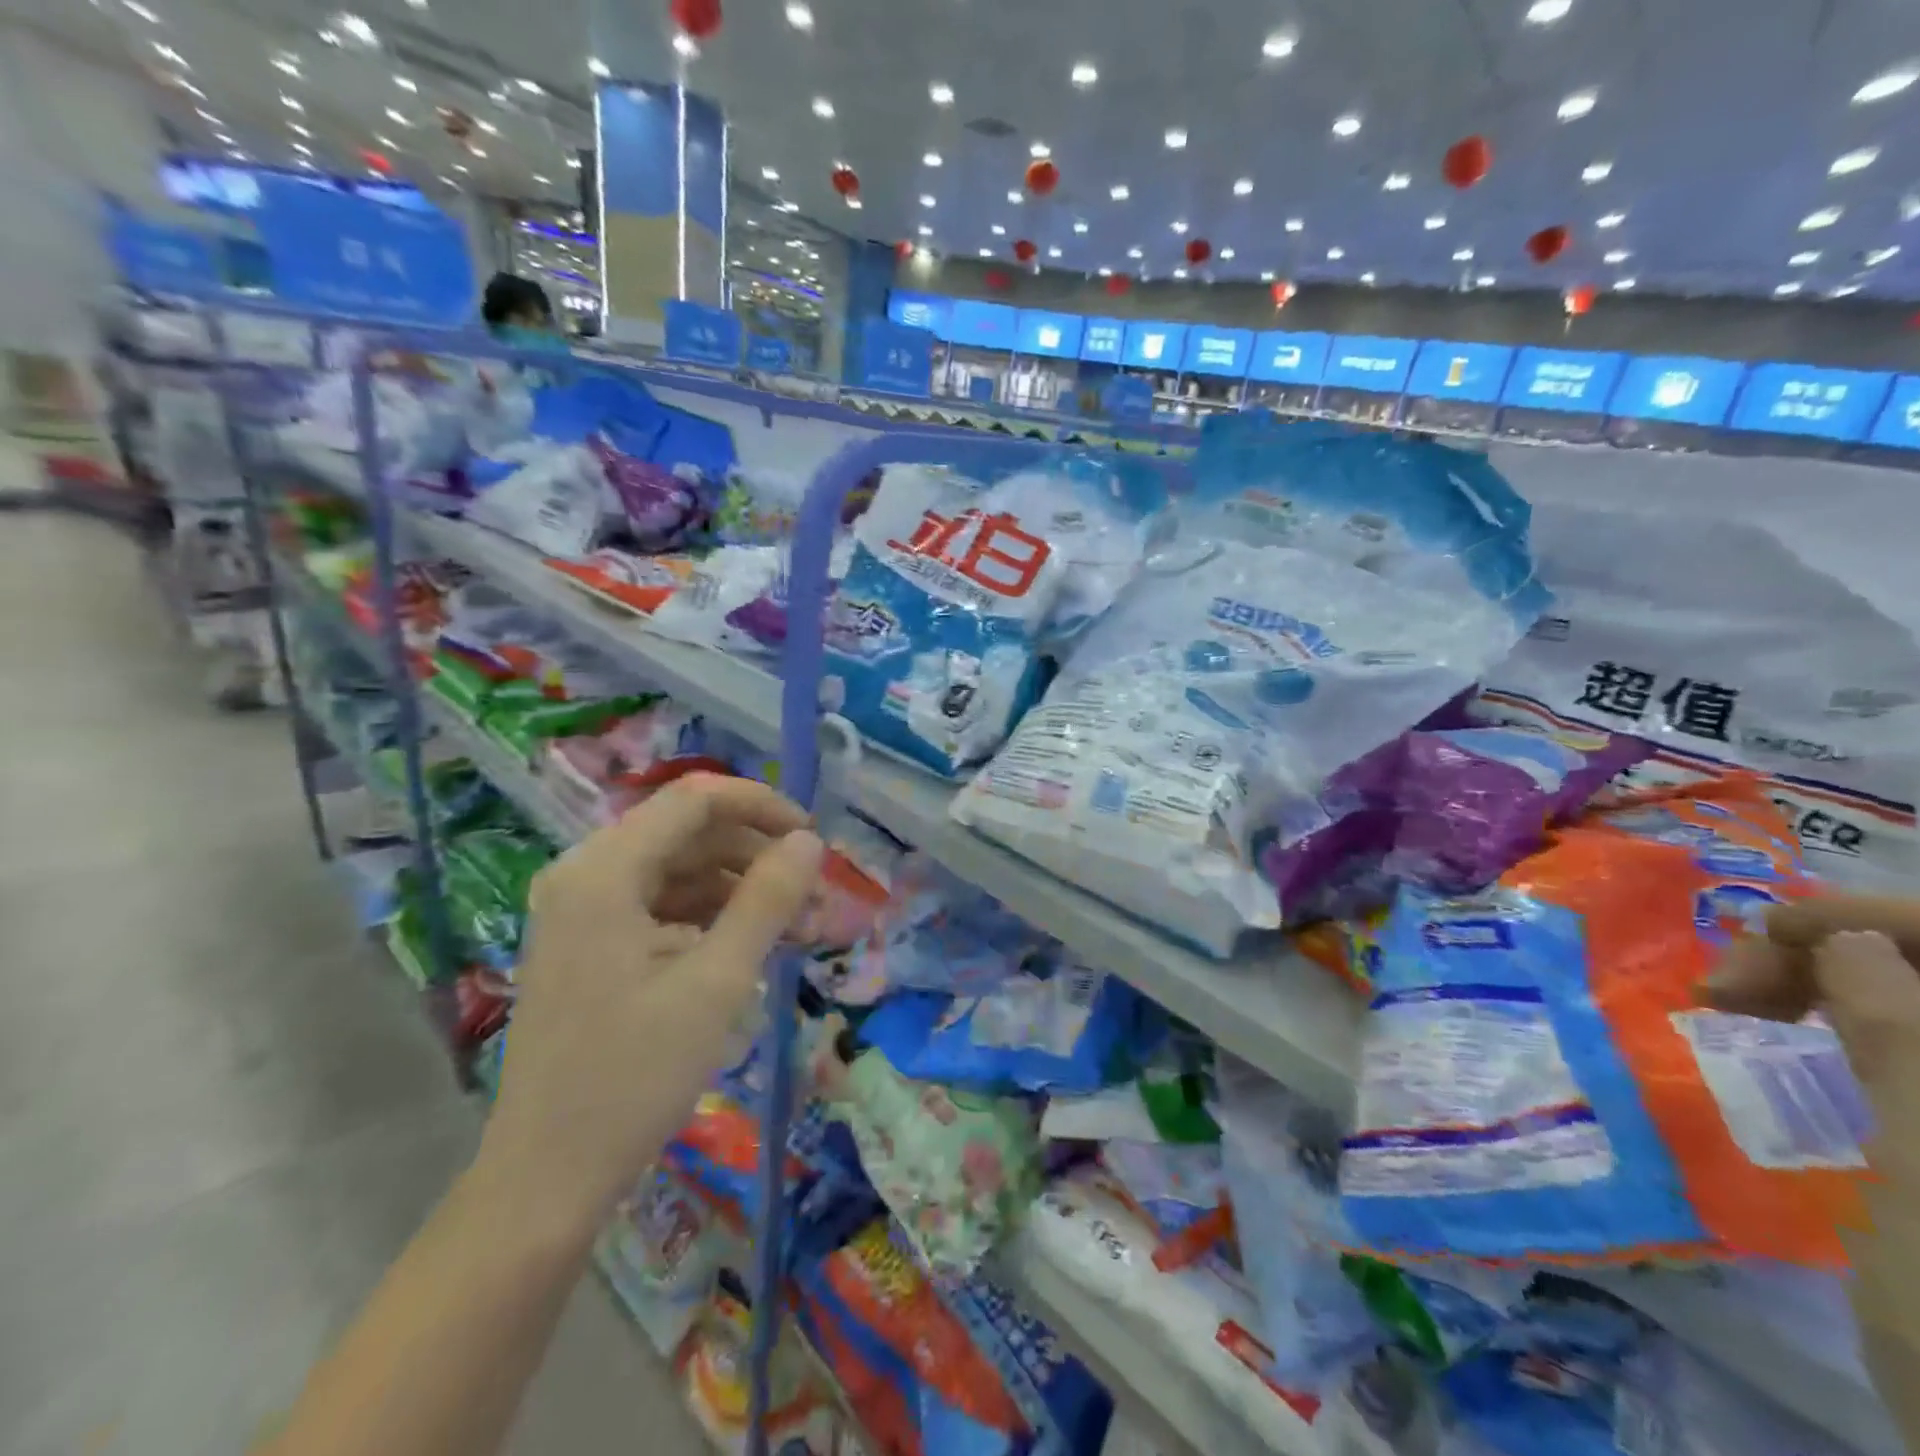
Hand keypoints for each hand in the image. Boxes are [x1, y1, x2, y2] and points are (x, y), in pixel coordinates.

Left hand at [473, 774, 822, 1239]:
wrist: (548, 1178)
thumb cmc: (634, 1076)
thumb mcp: (717, 982)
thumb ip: (767, 900)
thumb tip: (810, 842)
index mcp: (604, 871)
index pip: (694, 800)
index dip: (761, 806)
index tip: (814, 839)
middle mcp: (585, 875)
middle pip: (687, 833)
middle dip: (757, 856)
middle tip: (814, 896)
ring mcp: (583, 911)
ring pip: (679, 870)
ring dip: (741, 889)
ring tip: (798, 927)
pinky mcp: (591, 944)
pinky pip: (662, 906)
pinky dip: (711, 917)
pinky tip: (753, 946)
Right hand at [1706, 897, 1919, 1448]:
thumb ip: (1904, 1042)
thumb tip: (1839, 936)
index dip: (1868, 917)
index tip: (1756, 932)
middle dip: (1826, 950)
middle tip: (1730, 986)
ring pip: (1900, 988)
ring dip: (1818, 976)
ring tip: (1739, 1000)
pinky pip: (1887, 1029)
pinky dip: (1831, 1007)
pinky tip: (1780, 1022)